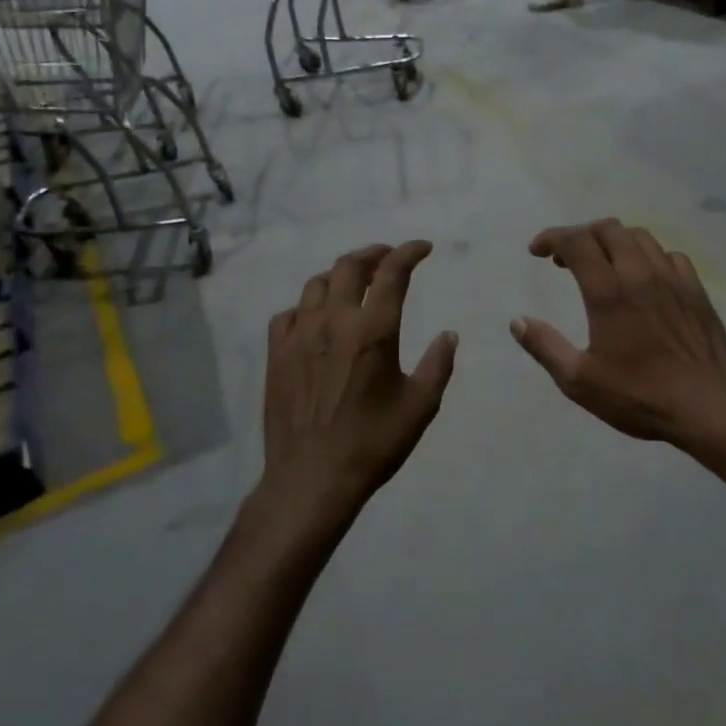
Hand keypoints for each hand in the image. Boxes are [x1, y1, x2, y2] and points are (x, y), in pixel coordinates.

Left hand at [258, 242, 457, 537]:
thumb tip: (448, 335)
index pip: (392, 273)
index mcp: (373, 331)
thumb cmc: (373, 443)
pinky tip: (315, 319)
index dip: (409, 252)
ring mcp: (299, 337)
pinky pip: (288, 314)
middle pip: (349, 266)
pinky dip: (307, 306)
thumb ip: (438, 365)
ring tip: (353, 282)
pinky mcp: (276, 355)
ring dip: (339, 275)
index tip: (423, 248)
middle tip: (388, 256)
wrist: (312, 478)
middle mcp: (333, 322)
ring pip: (315, 284)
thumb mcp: (420, 406)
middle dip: (373, 253)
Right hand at [512, 220, 725, 445]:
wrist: (706, 406)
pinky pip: (668, 255)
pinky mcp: (696, 290)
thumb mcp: (579, 381)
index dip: (552, 237)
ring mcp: (673, 278)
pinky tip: (644, 277)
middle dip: (581, 235)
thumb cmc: (638, 396)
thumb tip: (518, 321)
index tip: (537, 251)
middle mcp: (640, 274)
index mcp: (608, 292)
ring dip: (613, 241)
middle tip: (565, 259)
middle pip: (608, 230)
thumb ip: (545, 347)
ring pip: (640, 237)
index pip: (576, 242)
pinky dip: (647, 256)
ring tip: (601, 263)